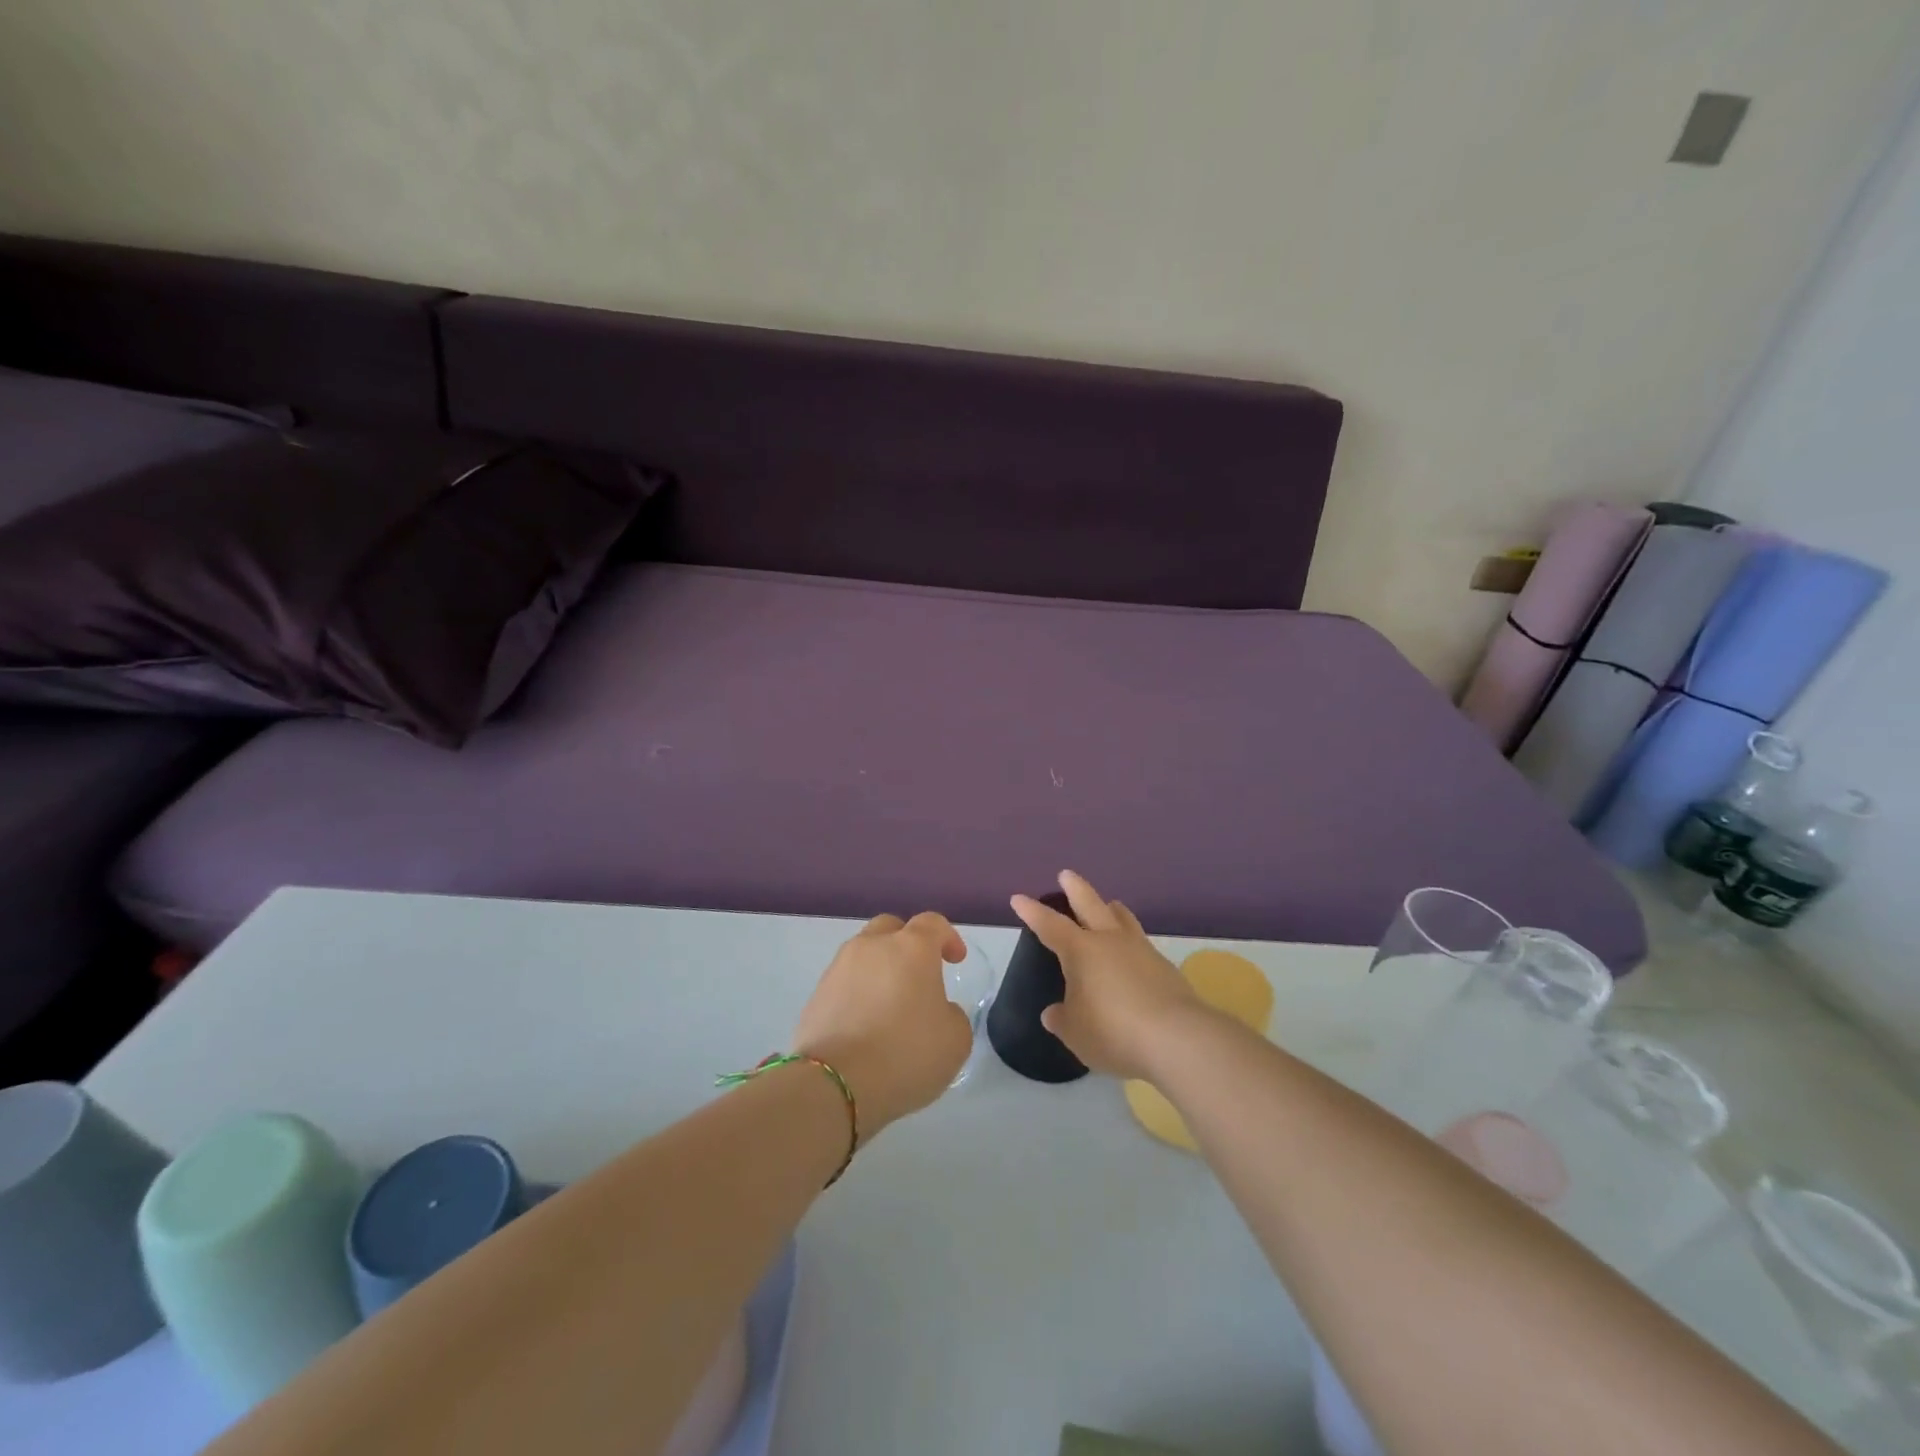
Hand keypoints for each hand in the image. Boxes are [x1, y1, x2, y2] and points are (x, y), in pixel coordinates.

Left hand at [792, 912, 972, 1138]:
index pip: (933, 923)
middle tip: (918, 974)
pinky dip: (858, 993)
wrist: (835, 1084)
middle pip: (891, 928)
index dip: (948, 937)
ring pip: (864, 954)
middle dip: (907, 944)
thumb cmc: (905, 1054)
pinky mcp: (816, 994)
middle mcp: (872, 946)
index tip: (955, 960)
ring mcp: (839, 967)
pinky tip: (864, 1025)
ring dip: (879, 969)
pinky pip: (844, 982)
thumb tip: (937, 1010)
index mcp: (911, 948)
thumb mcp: (955, 1041)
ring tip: (889, 1004)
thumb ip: (952, 1015)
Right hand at [1010, 870, 1203, 1081]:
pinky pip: (1141, 943)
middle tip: (1066, 874)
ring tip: (1109, 905)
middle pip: (1090, 905)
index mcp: (1081, 951)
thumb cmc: (1113, 1031)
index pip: (1050, 925)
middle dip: (1075, 888)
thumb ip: (1062, 1019)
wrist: (1178, 1039)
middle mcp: (1110, 941)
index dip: (1032, 912)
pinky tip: (1131, 955)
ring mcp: (1141, 951)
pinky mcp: (1165, 968)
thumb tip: (1054, 1012)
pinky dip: (1130, 941)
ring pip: (1122, 919)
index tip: (1019, 898)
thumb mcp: (1075, 1032)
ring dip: (1111, 909)